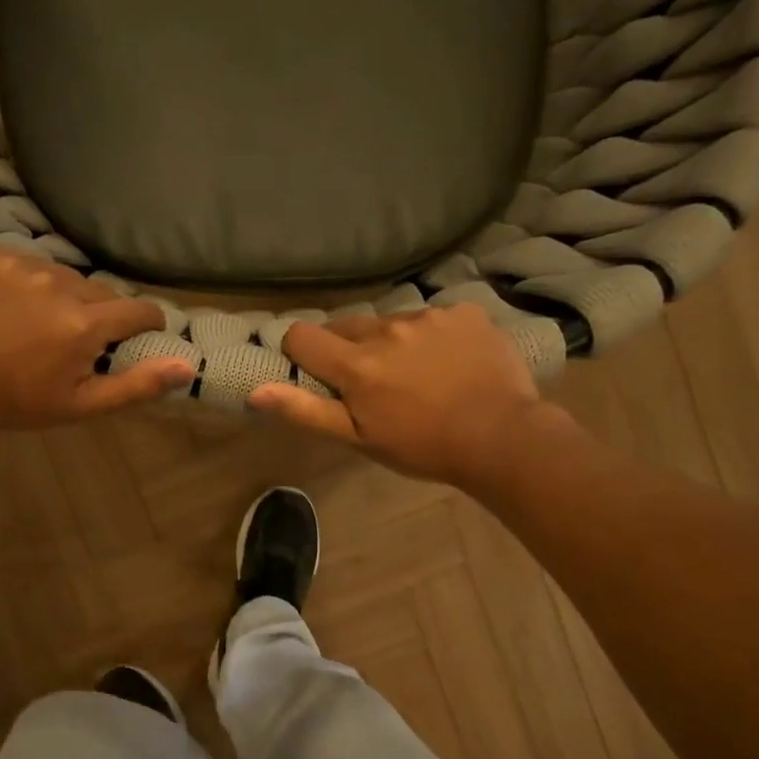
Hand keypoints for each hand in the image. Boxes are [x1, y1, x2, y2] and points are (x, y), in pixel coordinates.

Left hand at [0, 246, 194, 430]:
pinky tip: (0, 304)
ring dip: (55, 293)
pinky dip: (17, 279)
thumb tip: (188, 366)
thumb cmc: (16, 403)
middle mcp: (55, 283)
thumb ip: (137, 384)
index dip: (144, 322)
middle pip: (96, 290)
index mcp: (83, 323)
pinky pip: (17, 259)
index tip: (135, 333)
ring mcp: (15, 262)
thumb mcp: (81, 405)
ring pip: (57, 272)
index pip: (137, 308)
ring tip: (31, 321)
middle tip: (70, 338)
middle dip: (94, 313)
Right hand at [248, 304, 571, 487]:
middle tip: (372, 382)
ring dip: (393, 341)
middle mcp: (386, 329)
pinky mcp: (463, 312)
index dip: (300, 351)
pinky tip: (451, 362)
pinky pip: (433, 317)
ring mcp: (428, 316)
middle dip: (349, 348)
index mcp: (356, 364)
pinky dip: (433, 336)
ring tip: (420, 374)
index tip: (315, 370)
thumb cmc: (423, 447)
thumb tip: (255, 391)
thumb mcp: (359, 439)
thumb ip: (306, 411)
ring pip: (392, 321)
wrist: (502, 437)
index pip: (303, 336)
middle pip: (347, 325)